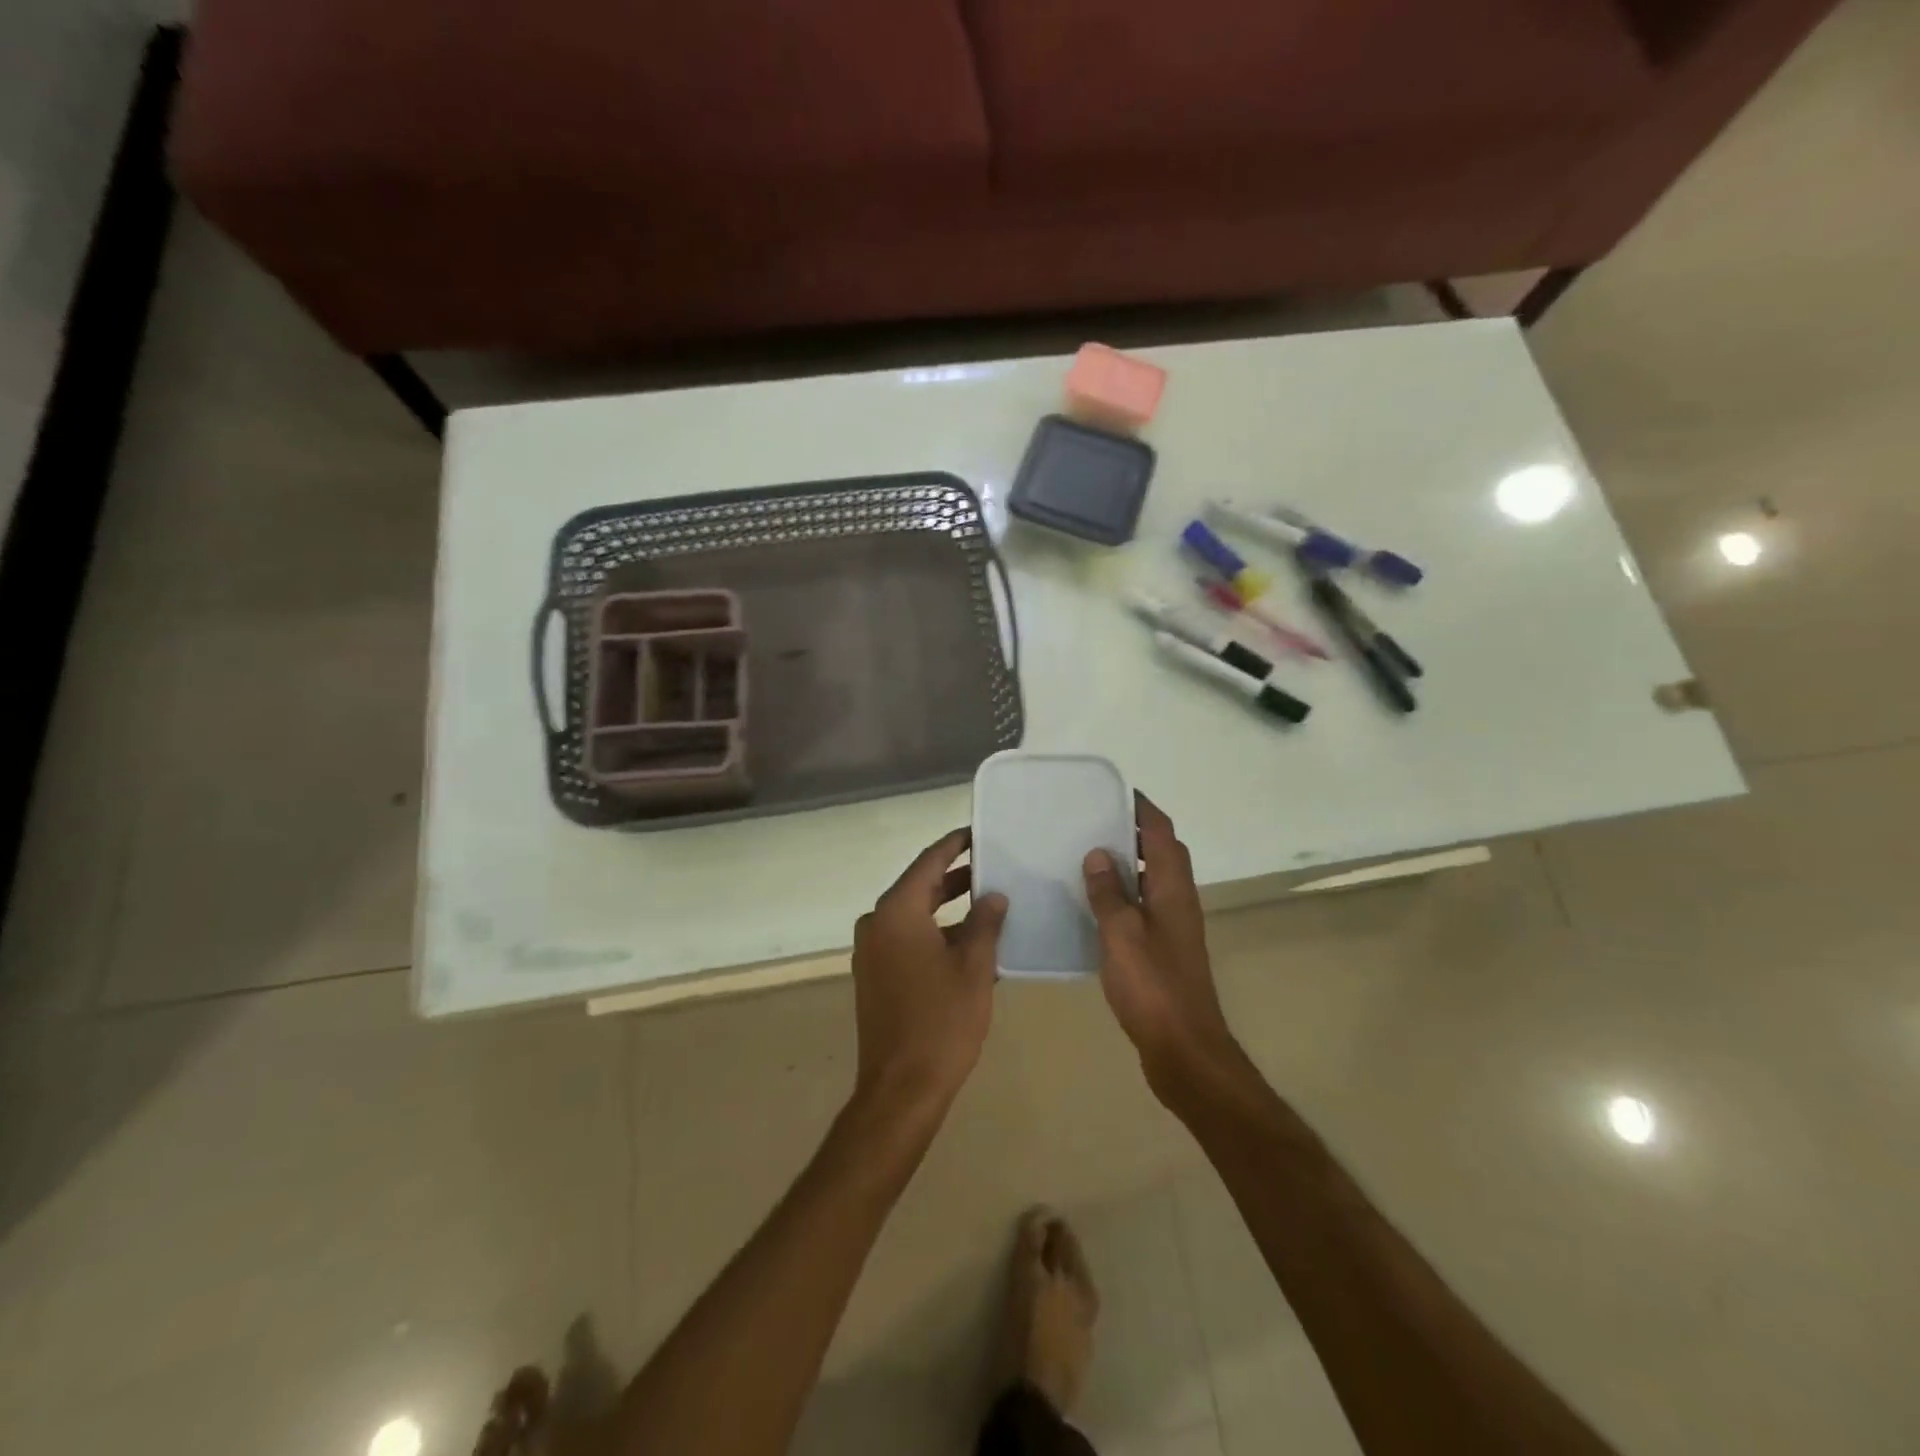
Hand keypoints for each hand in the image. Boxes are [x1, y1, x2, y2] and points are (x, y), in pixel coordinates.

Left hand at [850, 829, 1007, 1119]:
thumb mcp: (973, 967)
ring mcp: (871, 951)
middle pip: (918, 887)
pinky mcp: (874, 975)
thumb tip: (993, 896)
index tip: (976, 833)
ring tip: (987, 902)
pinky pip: (906, 939)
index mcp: (897, 912)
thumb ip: (985, 923)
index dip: (953, 845)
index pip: (928, 863)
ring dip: (946, 908)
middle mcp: (877, 923)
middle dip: (954, 877)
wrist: (901, 1088)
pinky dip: (934, 933)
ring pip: (913, 915)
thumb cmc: (942, 1021)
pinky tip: (967, 941)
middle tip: (991, 867)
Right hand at [1082, 795, 1239, 1097]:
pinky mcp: (1164, 949)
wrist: (1184, 1048)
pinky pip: (1143, 906)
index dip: (1141, 808)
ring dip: (1127, 863)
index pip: (1161, 833)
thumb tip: (1097, 853)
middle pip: (1161, 852)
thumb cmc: (1152, 986)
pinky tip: (1093, 905)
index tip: (1113, 791)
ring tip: (1087, 855)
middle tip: (1092, 821)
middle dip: (1133, 831)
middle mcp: (1178, 901)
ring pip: (1152, 880)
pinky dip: (1123, 894)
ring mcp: (1174, 926)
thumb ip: (1108, 893)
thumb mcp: (1121, 934)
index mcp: (1172, 889)